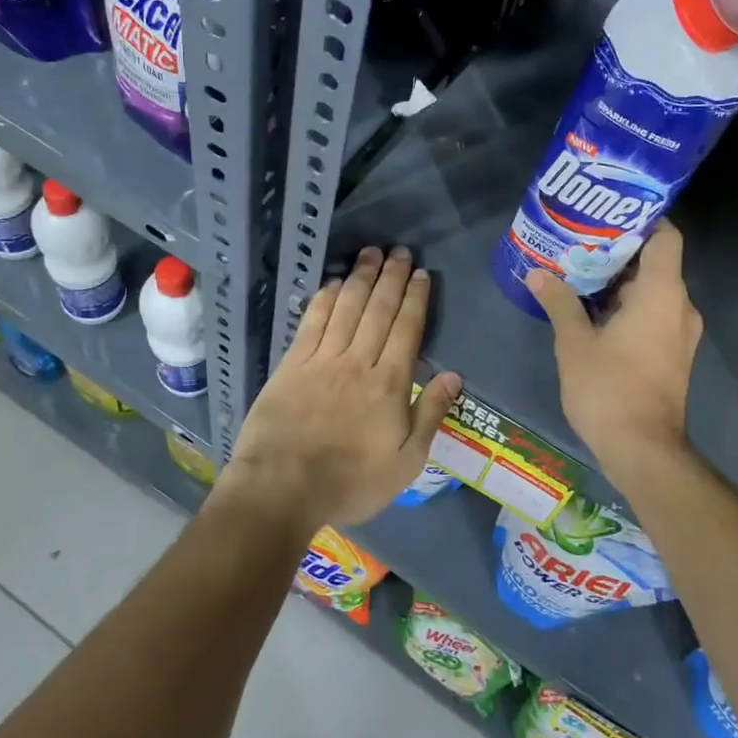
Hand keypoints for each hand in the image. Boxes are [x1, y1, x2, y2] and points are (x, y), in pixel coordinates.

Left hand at [222, 246, 462, 530]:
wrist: (283, 487)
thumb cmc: (351, 481)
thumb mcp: (406, 461)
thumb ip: (430, 414)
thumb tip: (454, 375)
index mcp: (390, 383)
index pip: (407, 329)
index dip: (415, 298)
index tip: (420, 273)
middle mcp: (358, 361)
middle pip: (378, 310)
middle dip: (391, 277)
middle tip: (399, 250)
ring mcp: (322, 359)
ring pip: (347, 308)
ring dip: (360, 278)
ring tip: (370, 253)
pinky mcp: (292, 364)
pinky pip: (312, 322)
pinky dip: (325, 299)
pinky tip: (333, 283)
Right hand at [526, 222, 701, 473]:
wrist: (642, 450)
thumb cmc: (608, 388)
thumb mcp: (574, 342)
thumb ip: (559, 302)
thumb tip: (538, 274)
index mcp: (662, 293)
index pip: (666, 236)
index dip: (642, 219)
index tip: (608, 214)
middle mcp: (680, 307)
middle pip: (656, 263)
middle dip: (619, 251)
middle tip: (579, 242)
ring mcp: (680, 333)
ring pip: (653, 291)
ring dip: (620, 282)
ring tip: (579, 272)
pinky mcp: (673, 355)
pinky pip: (653, 315)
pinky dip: (628, 306)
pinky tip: (592, 310)